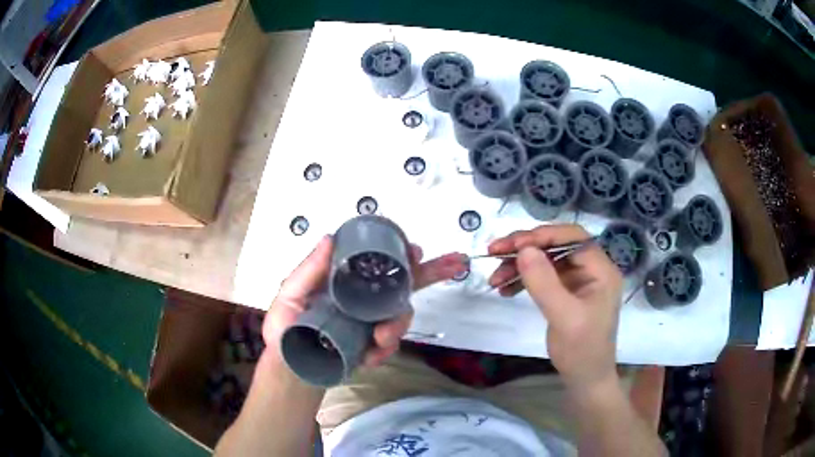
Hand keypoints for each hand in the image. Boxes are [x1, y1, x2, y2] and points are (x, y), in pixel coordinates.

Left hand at [263, 235, 467, 369]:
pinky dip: (384, 349)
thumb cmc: (285, 329)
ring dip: (398, 324)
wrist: (292, 370)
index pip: (376, 262)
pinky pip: (391, 343)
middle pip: (402, 282)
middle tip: (454, 264)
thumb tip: (330, 237)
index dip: (399, 253)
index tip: (415, 250)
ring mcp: (371, 322)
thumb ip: (309, 270)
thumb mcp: (290, 295)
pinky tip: (370, 355)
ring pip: (401, 314)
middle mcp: (362, 297)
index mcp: (344, 280)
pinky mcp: (374, 346)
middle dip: (431, 272)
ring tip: (380, 337)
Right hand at [488, 225, 622, 391]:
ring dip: (519, 265)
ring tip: (494, 279)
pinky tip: (505, 289)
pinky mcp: (566, 293)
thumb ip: (544, 283)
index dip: (544, 235)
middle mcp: (591, 270)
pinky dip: (523, 280)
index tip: (514, 245)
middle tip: (495, 252)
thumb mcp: (564, 317)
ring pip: (546, 260)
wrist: (584, 379)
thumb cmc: (581, 350)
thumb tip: (523, 249)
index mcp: (601, 270)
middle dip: (525, 248)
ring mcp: (578, 281)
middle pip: (557, 246)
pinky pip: (543, 277)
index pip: (574, 238)